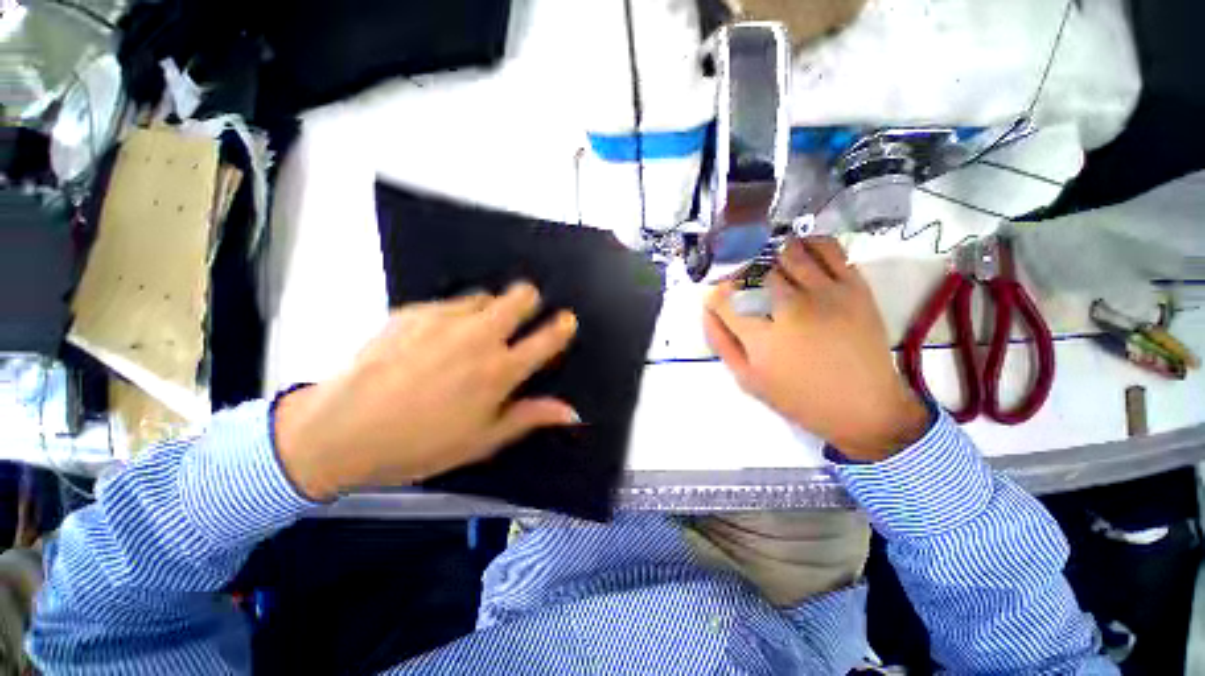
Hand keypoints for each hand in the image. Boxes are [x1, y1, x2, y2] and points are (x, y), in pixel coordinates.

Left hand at [274, 283, 579, 500]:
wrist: (340, 431)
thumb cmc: (420, 444)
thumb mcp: (482, 440)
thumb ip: (530, 417)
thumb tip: (571, 412)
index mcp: (499, 371)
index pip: (547, 338)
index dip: (563, 326)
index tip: (567, 320)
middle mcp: (479, 337)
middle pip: (521, 296)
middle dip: (529, 301)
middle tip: (519, 318)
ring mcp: (445, 319)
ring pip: (486, 295)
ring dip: (489, 310)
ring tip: (472, 333)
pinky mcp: (414, 311)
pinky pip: (449, 302)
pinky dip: (455, 315)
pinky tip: (435, 339)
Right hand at [704, 238, 927, 461]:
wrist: (864, 407)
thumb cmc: (799, 398)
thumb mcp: (747, 379)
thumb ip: (721, 342)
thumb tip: (707, 309)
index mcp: (762, 338)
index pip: (724, 298)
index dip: (715, 295)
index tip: (719, 300)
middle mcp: (792, 309)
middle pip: (753, 271)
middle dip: (741, 276)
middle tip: (745, 287)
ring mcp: (826, 293)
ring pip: (787, 252)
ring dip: (771, 257)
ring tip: (771, 271)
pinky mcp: (854, 286)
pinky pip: (827, 247)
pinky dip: (808, 244)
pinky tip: (801, 255)